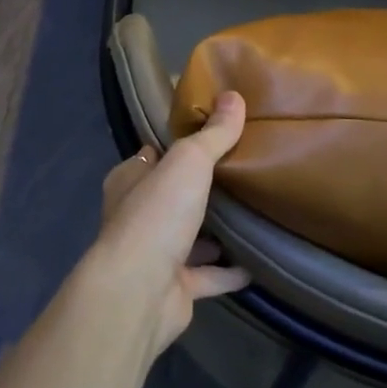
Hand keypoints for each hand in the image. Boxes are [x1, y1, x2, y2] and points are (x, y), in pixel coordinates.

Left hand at [90, 91, 250, 358]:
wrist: (139, 291)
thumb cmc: (156, 215)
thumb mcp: (188, 162)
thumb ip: (213, 135)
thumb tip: (234, 95)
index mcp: (129, 181)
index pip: (151, 156)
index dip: (175, 146)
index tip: (209, 137)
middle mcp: (137, 216)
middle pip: (171, 196)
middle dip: (199, 189)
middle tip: (240, 173)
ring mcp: (154, 255)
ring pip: (188, 237)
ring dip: (214, 232)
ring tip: (252, 214)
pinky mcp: (174, 289)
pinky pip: (208, 276)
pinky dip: (228, 272)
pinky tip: (257, 263)